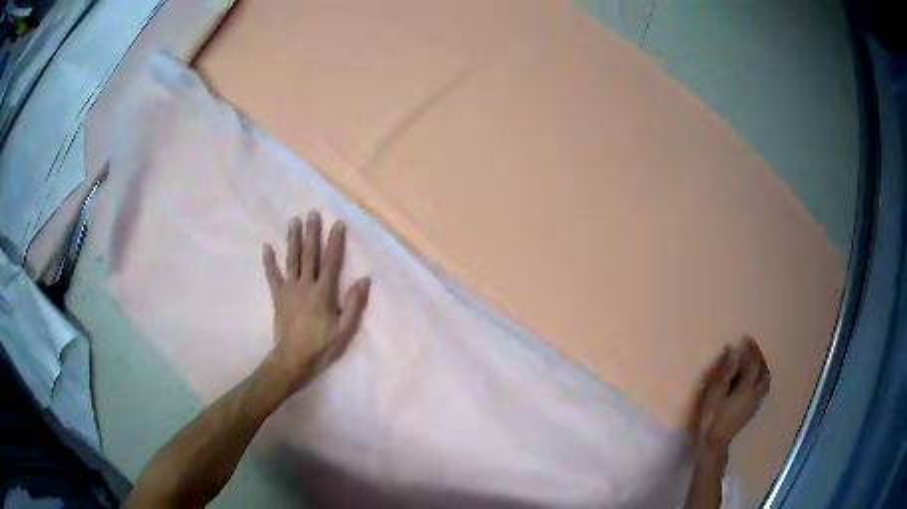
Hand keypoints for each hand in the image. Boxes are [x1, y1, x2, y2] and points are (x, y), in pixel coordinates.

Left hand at [262, 212, 370, 385]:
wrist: (293, 359)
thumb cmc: (321, 346)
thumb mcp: (344, 330)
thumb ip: (354, 304)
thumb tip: (364, 279)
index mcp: (324, 293)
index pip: (332, 262)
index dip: (335, 242)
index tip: (337, 223)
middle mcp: (306, 285)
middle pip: (310, 255)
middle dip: (312, 233)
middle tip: (312, 213)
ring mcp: (289, 289)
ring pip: (291, 260)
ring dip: (292, 239)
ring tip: (293, 220)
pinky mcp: (277, 296)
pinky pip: (272, 276)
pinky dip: (269, 262)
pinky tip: (267, 247)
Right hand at [687, 337, 770, 457]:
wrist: (714, 444)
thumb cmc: (711, 418)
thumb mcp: (714, 394)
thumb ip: (725, 372)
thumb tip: (732, 350)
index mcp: (747, 388)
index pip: (753, 363)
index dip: (751, 350)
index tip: (746, 339)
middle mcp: (755, 393)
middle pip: (763, 371)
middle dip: (759, 357)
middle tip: (751, 348)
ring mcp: (755, 403)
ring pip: (765, 381)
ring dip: (762, 368)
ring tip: (755, 362)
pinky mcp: (752, 410)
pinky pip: (763, 389)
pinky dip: (761, 379)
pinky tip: (754, 381)